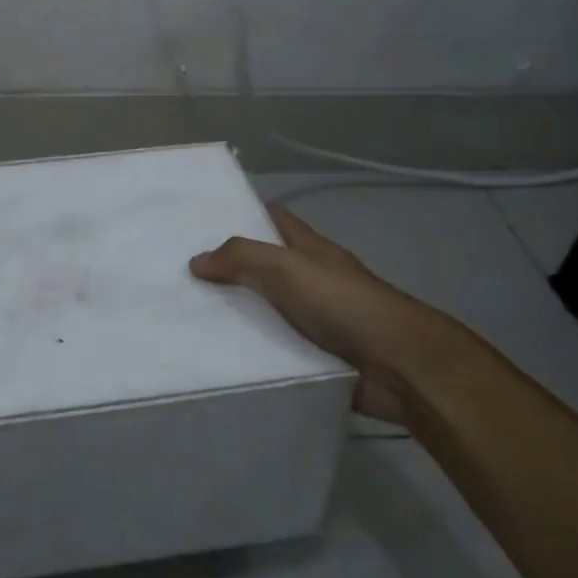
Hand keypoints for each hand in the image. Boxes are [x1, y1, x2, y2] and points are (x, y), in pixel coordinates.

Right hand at [190, 202, 457, 423]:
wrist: (398, 365)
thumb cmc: (344, 303)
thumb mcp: (288, 267)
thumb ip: (242, 257)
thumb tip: (196, 260)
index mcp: (308, 248)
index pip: (272, 218)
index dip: (242, 212)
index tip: (201, 218)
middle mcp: (309, 278)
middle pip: (262, 266)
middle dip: (226, 269)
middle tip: (179, 274)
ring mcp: (312, 318)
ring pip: (264, 310)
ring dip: (235, 314)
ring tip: (186, 316)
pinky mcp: (313, 356)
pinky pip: (273, 348)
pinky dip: (251, 351)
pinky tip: (216, 355)